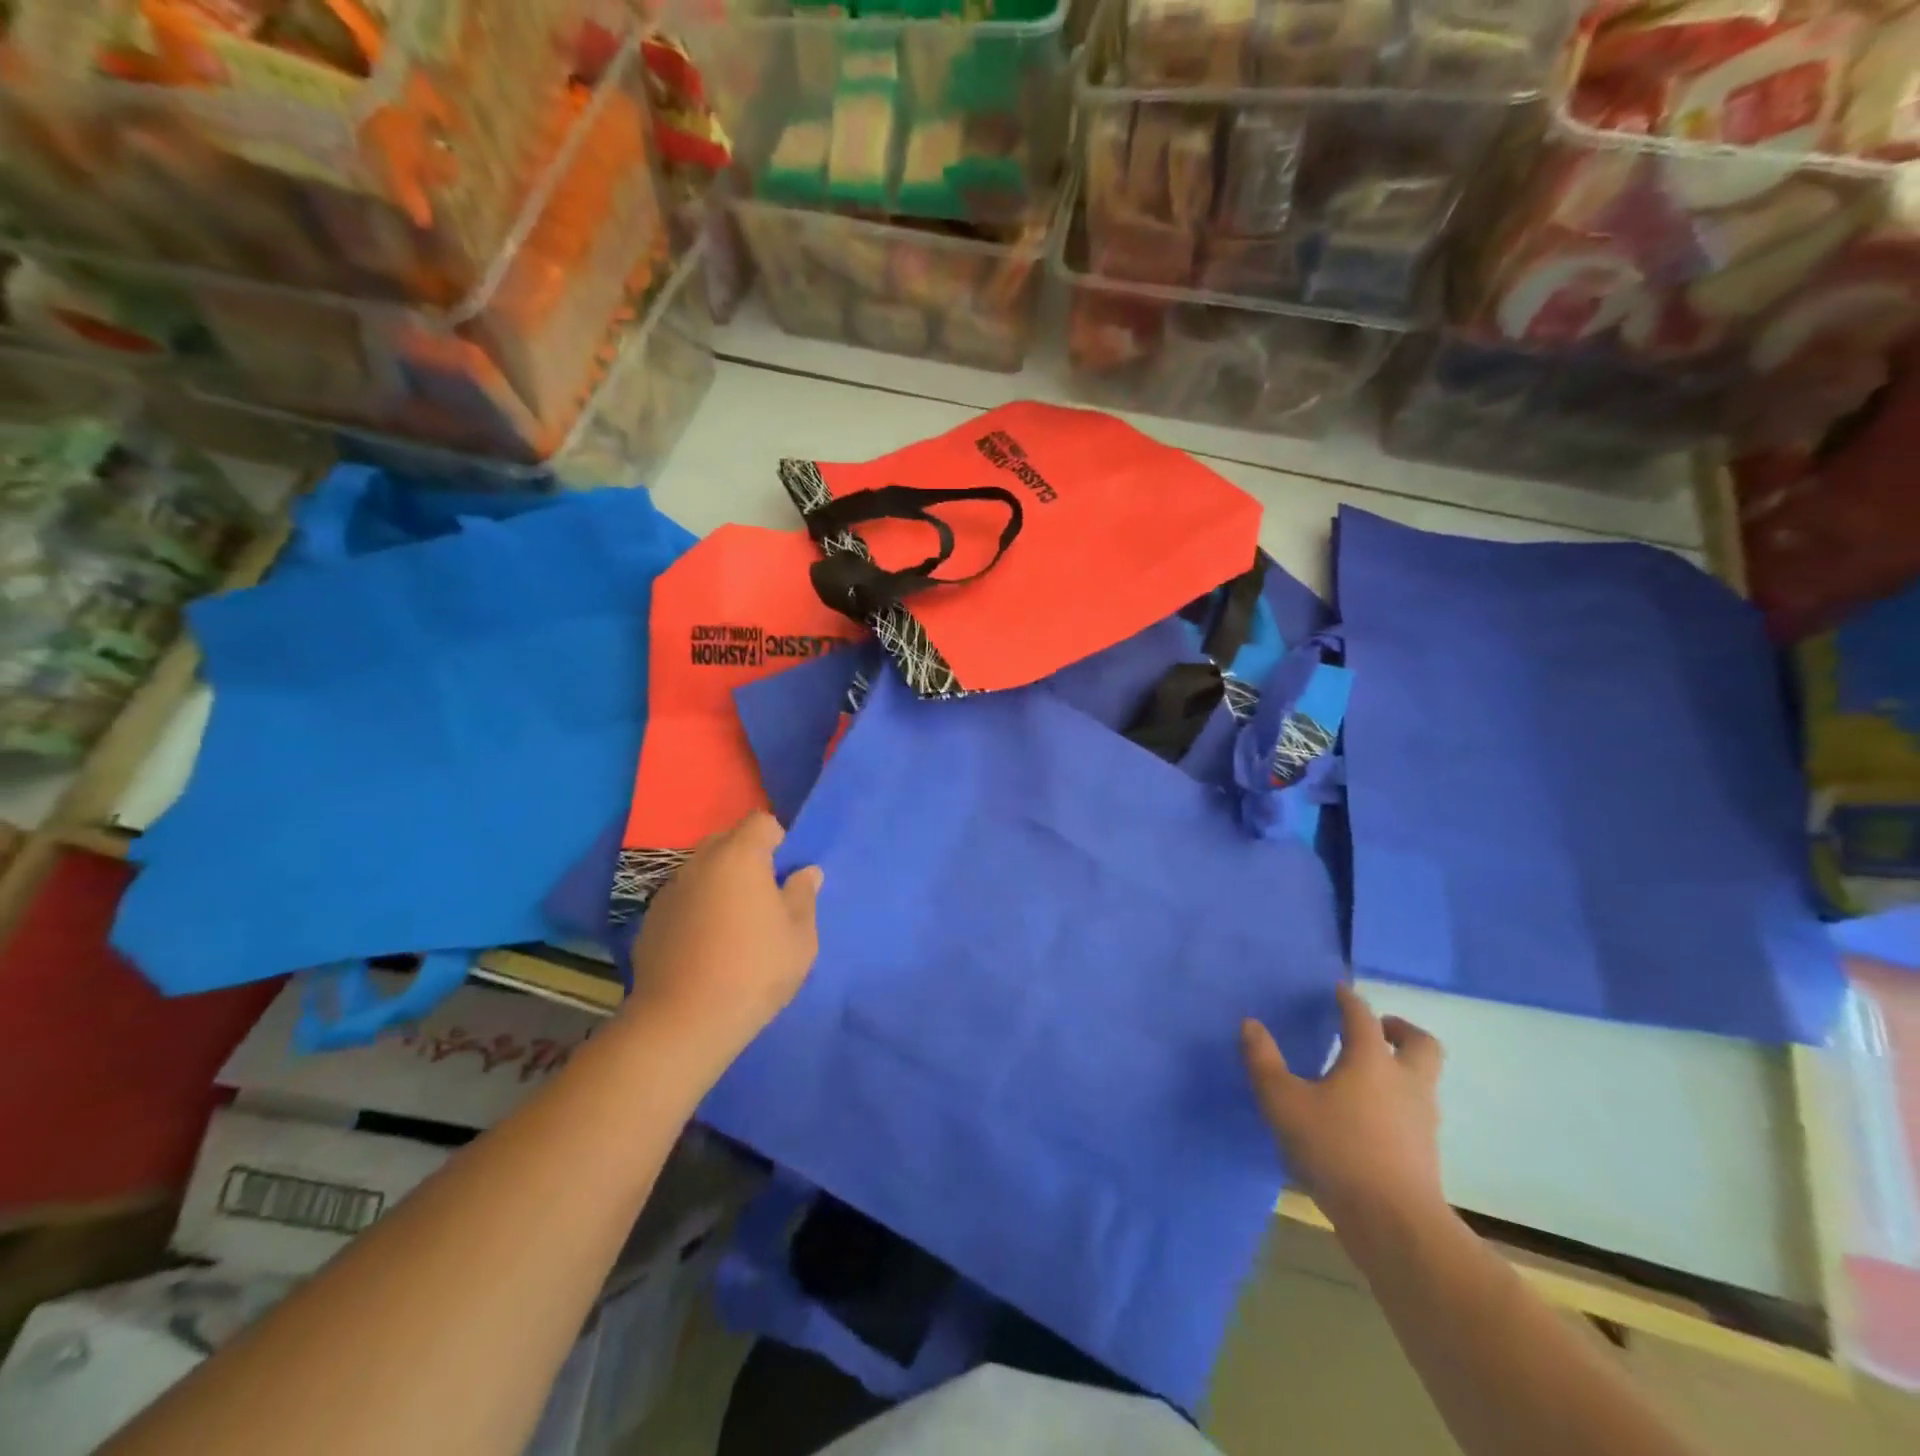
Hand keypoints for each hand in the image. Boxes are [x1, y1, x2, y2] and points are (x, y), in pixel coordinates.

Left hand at [627, 812, 822, 1064]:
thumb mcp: (800, 937)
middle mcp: (700, 863)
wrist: (683, 1022)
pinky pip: (683, 898)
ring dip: (720, 883)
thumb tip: (805, 872)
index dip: (778, 839)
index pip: (761, 821)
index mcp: (739, 857)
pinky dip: (697, 908)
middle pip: (727, 840)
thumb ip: (804, 896)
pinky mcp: (651, 920)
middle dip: (747, 858)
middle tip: (764, 897)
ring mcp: (670, 891)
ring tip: (734, 924)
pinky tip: (705, 945)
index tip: (786, 873)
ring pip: (702, 870)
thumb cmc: (754, 971)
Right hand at [1242, 984, 1445, 1234]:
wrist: (1396, 1225)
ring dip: (1401, 1068)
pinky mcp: (1425, 1154)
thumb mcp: (1283, 1102)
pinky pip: (1415, 1112)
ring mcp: (1422, 1120)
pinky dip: (1397, 1103)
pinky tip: (1369, 1118)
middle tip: (1378, 1028)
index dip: (1349, 1000)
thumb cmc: (1337, 1150)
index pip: (1363, 1016)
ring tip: (1366, 1076)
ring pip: (1422, 1080)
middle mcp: (1405, 1082)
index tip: (1338, 991)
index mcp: (1371, 1061)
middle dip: (1400, 1030)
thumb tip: (1250, 1024)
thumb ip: (1263, 1062)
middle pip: (1421, 1044)